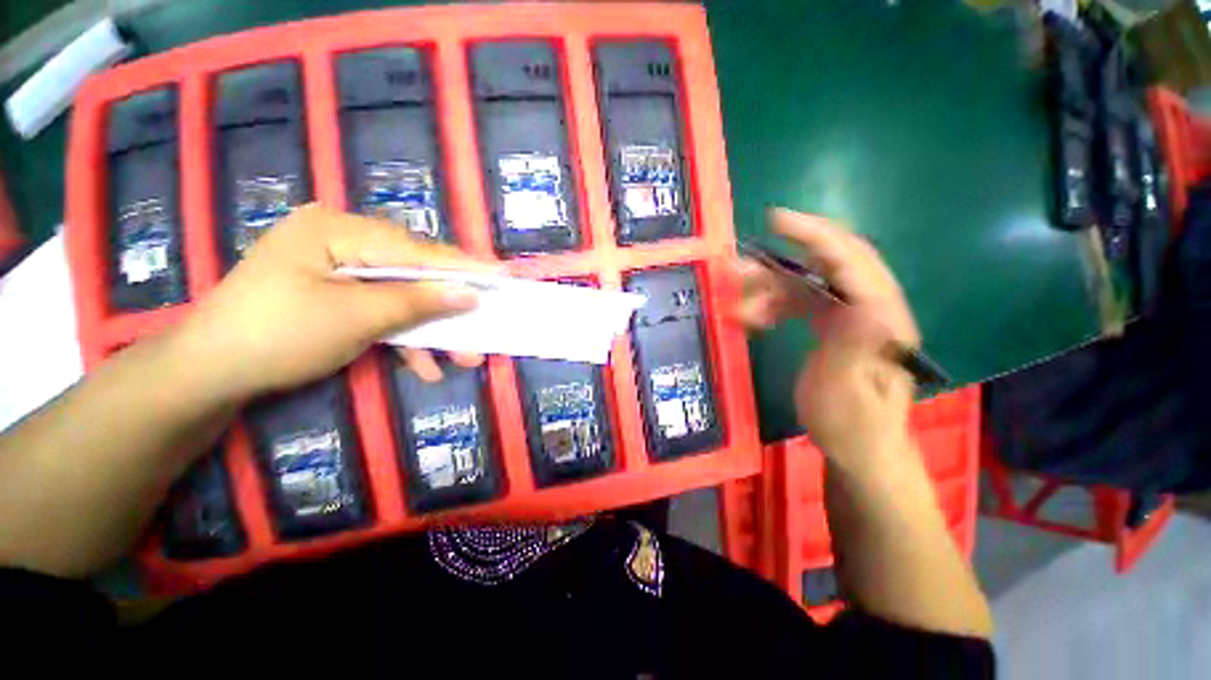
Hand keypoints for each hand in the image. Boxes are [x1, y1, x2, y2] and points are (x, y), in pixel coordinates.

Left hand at [171, 204, 494, 402]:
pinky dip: (402, 337)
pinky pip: (379, 310)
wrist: (209, 374)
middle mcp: (341, 241)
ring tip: (462, 358)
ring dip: (430, 329)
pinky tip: (423, 365)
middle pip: (413, 274)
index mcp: (338, 230)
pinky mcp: (335, 294)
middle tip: (483, 327)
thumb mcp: (357, 318)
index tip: (503, 274)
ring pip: (401, 296)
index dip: (464, 267)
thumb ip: (418, 301)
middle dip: (448, 307)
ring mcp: (337, 269)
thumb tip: (470, 293)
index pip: (417, 249)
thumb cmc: (279, 336)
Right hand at [735, 209, 919, 468]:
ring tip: (740, 305)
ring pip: (810, 283)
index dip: (815, 236)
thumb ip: (855, 348)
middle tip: (744, 263)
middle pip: (832, 262)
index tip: (775, 220)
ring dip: (772, 287)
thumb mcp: (847, 393)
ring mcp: (851, 316)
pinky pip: (801, 302)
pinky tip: (755, 317)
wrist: (859, 448)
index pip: (852, 262)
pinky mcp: (835, 326)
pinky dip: (775, 304)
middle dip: (786, 255)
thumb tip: (865, 302)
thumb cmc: (852, 426)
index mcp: (882, 320)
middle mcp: (871, 309)